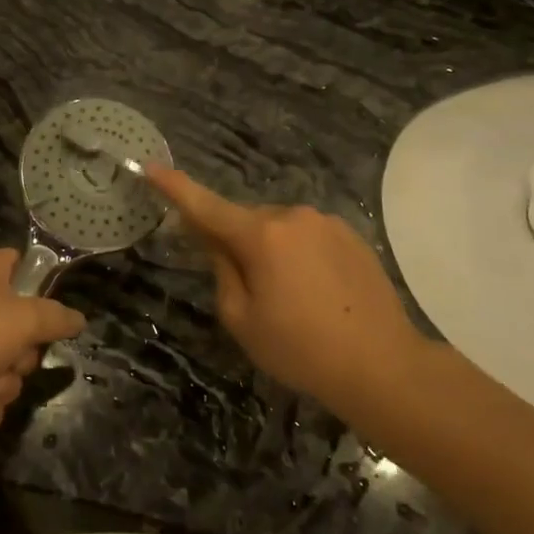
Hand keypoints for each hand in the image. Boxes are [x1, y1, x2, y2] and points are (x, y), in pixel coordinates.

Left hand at [0, 249, 84, 435]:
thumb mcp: (24, 321)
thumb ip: (56, 318)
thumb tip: (78, 318)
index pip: (24, 266)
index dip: (41, 292)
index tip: (51, 317)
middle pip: (20, 323)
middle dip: (23, 355)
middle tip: (15, 360)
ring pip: (3, 361)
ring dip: (5, 384)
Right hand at [147, 167, 426, 409]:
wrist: (383, 366)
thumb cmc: (300, 349)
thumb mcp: (241, 319)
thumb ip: (221, 270)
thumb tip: (215, 241)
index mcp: (261, 236)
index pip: (206, 206)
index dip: (175, 187)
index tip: (151, 167)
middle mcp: (293, 216)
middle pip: (246, 221)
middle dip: (236, 242)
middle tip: (247, 290)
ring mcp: (326, 222)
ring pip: (279, 228)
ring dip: (271, 249)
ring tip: (289, 298)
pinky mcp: (352, 235)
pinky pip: (308, 236)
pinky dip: (299, 254)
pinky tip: (315, 292)